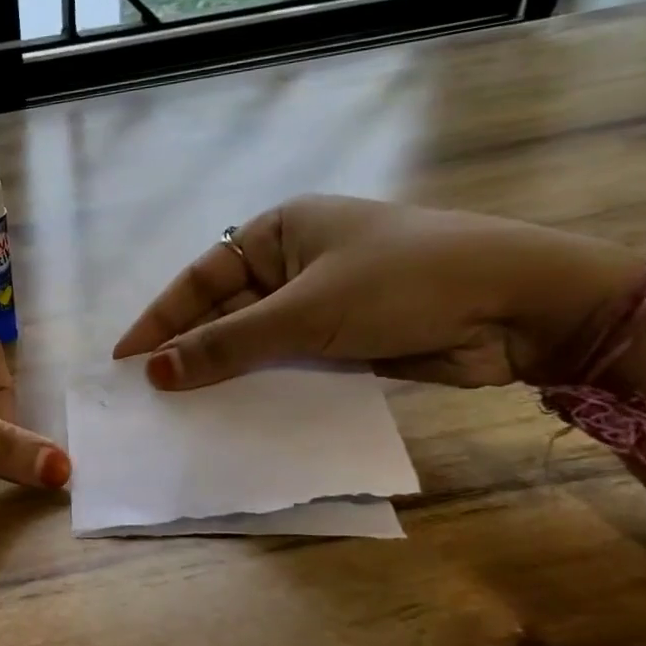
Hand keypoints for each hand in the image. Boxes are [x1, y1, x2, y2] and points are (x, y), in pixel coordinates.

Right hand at [113, 195, 645, 390]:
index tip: (126, 358)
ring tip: (182, 410)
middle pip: (225, 312)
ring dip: (225, 373)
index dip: (161, 319)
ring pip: (256, 343)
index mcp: (279, 232)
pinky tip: (235, 414)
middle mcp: (294, 263)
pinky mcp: (345, 341)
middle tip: (149, 392)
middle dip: (190, 350)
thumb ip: (228, 344)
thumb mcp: (305, 310)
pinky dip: (263, 386)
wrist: (519, 306)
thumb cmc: (402, 282)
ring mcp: (320, 303)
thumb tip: (156, 372)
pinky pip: (288, 365)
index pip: (201, 278)